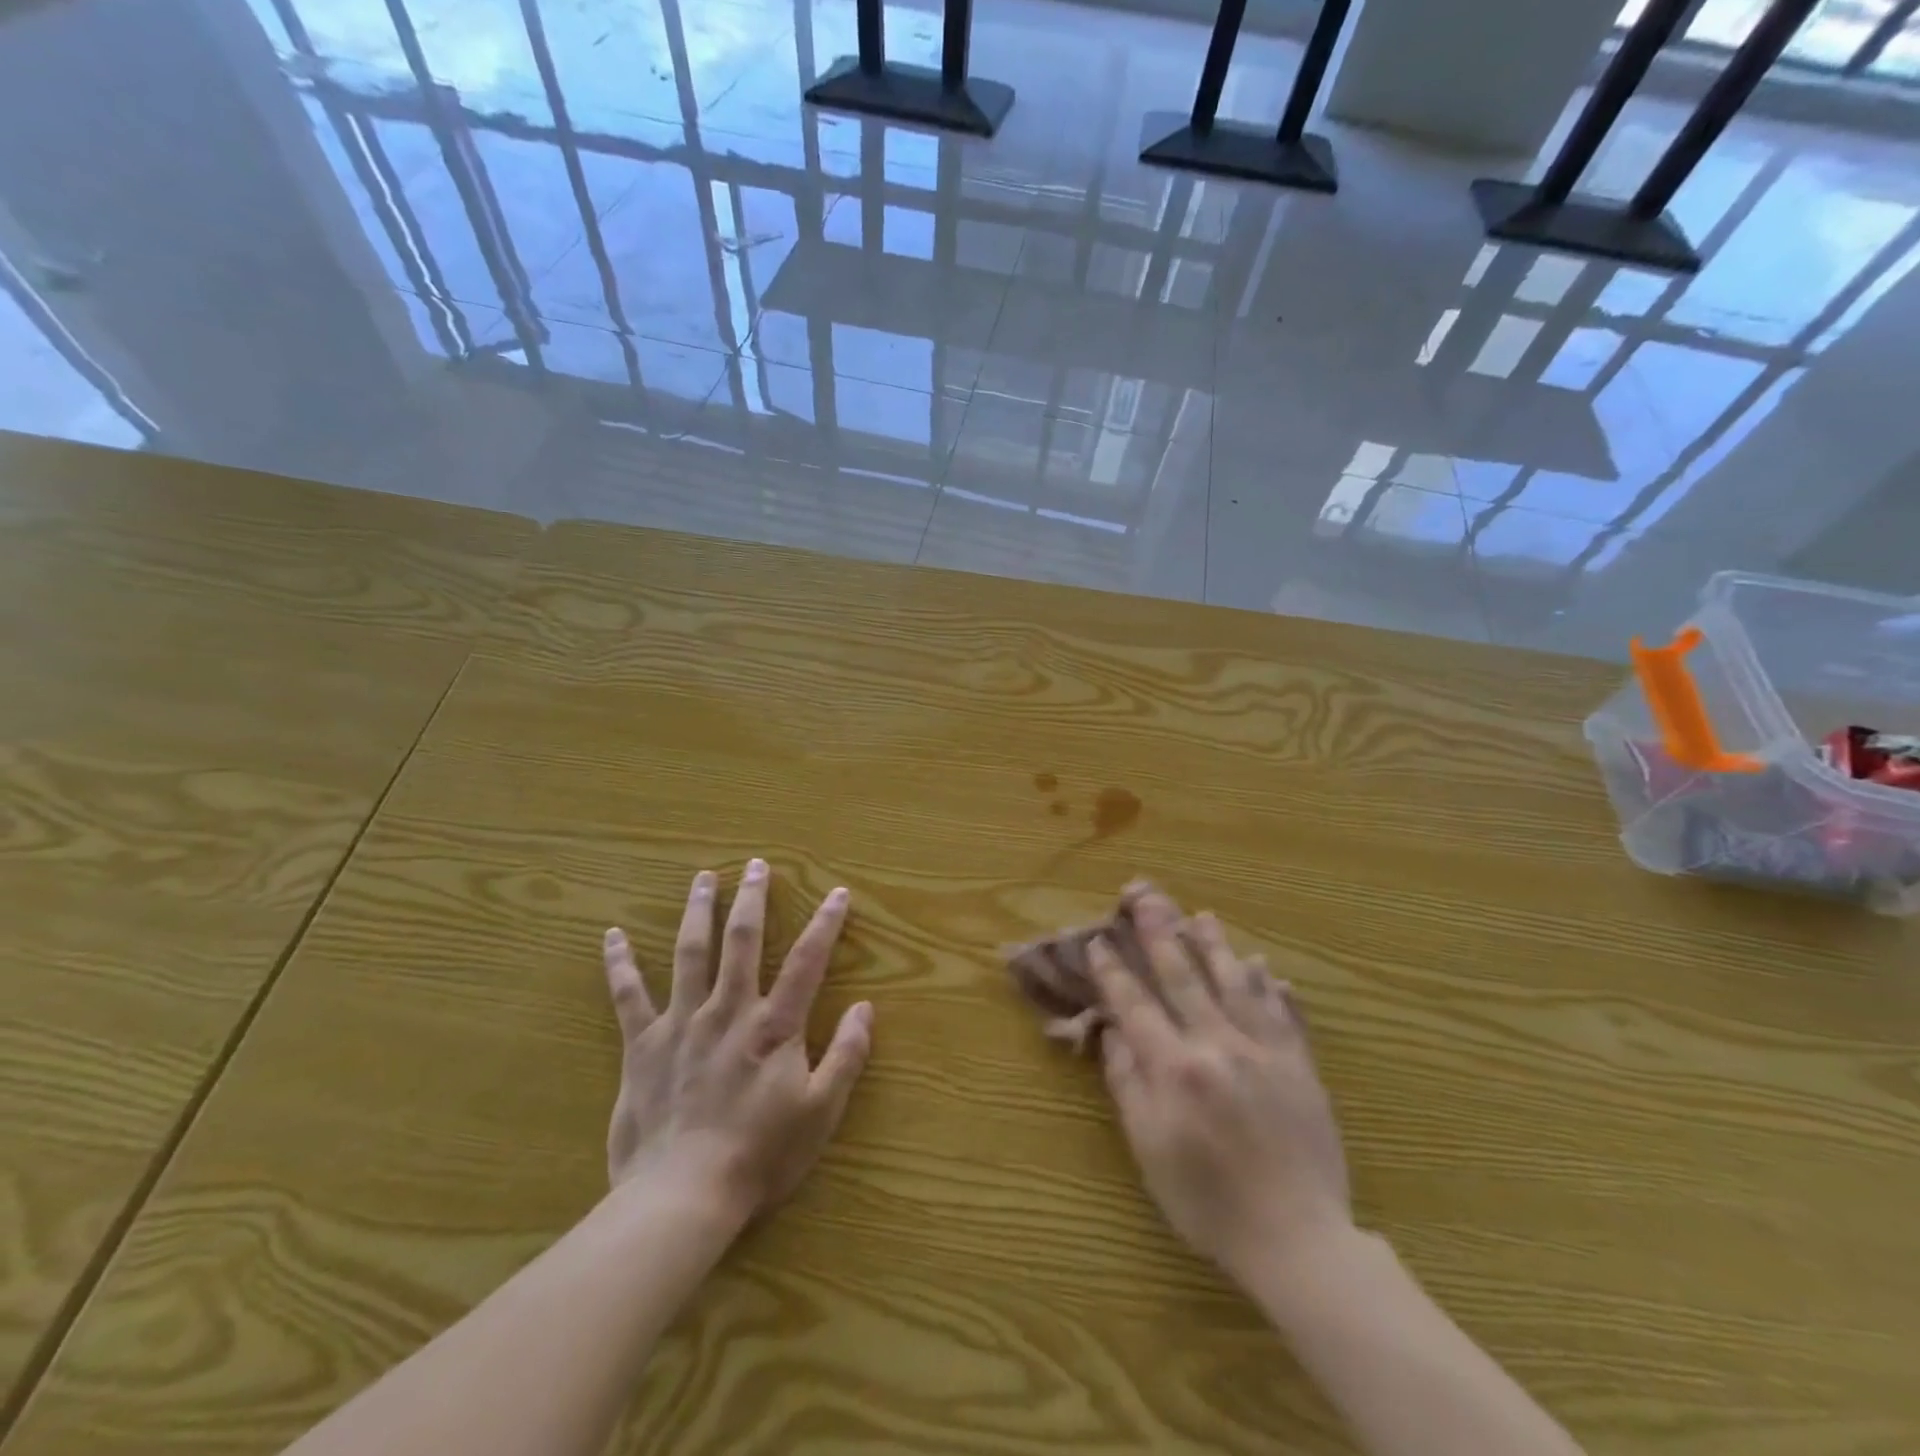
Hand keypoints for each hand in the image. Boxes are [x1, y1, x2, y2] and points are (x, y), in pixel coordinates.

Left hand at [601, 860, 872, 1221]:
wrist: (682, 1196)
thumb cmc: (760, 1156)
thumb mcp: (820, 1112)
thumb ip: (846, 1056)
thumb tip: (866, 1009)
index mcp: (774, 1026)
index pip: (807, 961)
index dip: (826, 923)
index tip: (837, 892)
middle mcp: (728, 1010)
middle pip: (742, 941)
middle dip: (752, 899)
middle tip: (755, 865)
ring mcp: (682, 1023)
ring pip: (690, 953)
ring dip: (698, 910)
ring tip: (703, 877)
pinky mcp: (643, 1045)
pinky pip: (629, 996)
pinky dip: (620, 964)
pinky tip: (613, 936)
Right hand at [1088, 888, 1350, 1284]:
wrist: (1297, 1240)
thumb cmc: (1208, 1201)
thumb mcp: (1150, 1150)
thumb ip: (1128, 1084)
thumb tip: (1113, 1032)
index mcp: (1175, 1067)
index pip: (1135, 1004)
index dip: (1113, 971)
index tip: (1099, 941)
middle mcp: (1217, 1044)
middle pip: (1183, 975)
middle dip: (1159, 932)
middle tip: (1145, 894)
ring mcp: (1264, 1050)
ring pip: (1235, 982)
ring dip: (1215, 946)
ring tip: (1201, 916)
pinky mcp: (1299, 1065)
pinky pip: (1285, 1014)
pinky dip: (1273, 987)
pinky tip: (1267, 967)